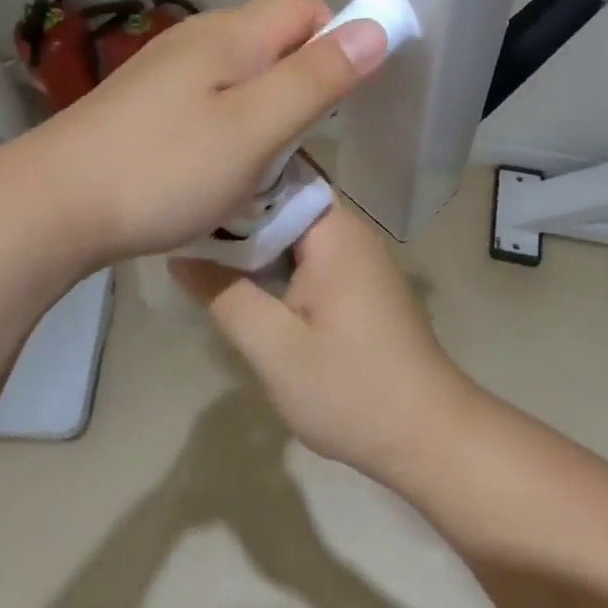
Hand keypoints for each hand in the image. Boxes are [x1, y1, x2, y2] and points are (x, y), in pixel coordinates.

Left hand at [28, 0, 388, 264]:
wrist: (52, 206)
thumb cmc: (164, 168)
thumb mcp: (255, 129)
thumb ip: (317, 79)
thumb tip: (376, 28)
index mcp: (229, 33)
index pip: (305, 8)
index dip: (336, 42)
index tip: (340, 103)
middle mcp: (197, 38)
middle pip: (274, 39)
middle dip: (302, 83)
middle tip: (299, 144)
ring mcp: (165, 71)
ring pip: (242, 74)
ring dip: (266, 110)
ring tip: (261, 164)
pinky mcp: (145, 103)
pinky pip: (209, 99)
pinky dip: (229, 125)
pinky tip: (215, 167)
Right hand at [170, 201, 478, 484]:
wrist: (427, 435)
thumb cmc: (350, 390)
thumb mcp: (274, 348)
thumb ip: (224, 295)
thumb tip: (179, 254)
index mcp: (333, 231)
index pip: (277, 172)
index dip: (230, 178)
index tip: (187, 191)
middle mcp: (348, 230)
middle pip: (282, 199)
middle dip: (234, 210)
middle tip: (180, 223)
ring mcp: (356, 255)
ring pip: (291, 228)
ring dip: (251, 238)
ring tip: (197, 246)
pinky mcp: (356, 281)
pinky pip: (305, 252)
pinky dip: (272, 259)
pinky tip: (239, 279)